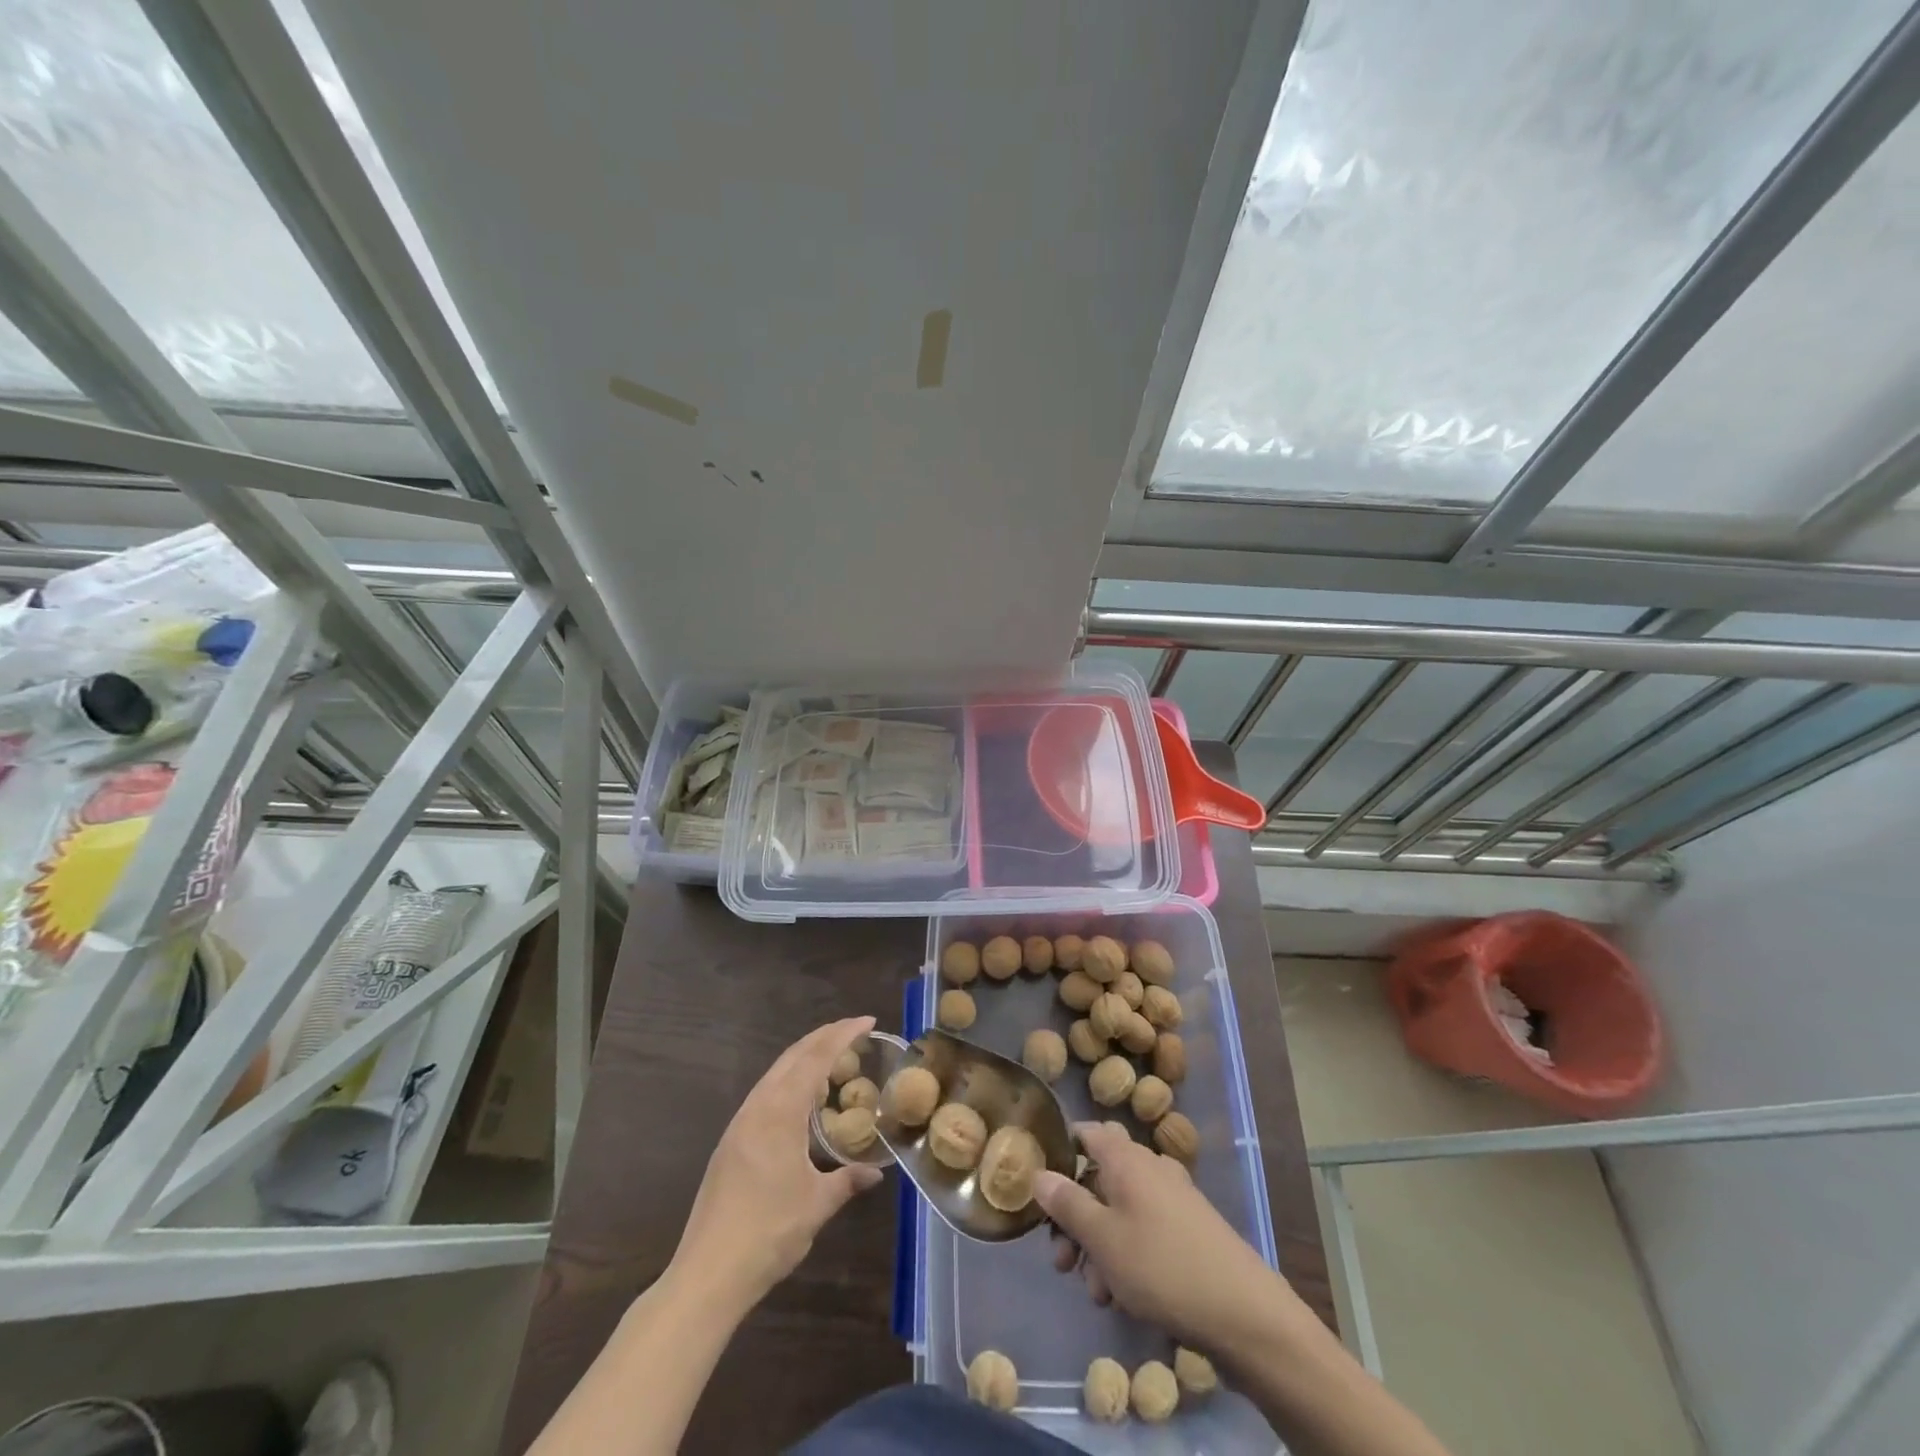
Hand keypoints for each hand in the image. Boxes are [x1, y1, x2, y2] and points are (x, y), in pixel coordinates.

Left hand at [671, 1017, 883, 1311]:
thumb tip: (875, 1173)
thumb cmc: (768, 1233)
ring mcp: (740, 1123)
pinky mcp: (731, 1142)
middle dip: (824, 1037)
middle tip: (855, 1031)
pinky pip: (766, 1093)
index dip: (843, 1035)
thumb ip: (847, 1181)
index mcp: (780, 1112)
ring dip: (805, 1058)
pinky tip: (802, 1100)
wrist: (707, 1273)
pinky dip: (790, 1081)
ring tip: (833, 1059)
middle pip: (793, 1056)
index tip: (867, 1020)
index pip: (816, 1058)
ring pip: (776, 1073)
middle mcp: (757, 1107)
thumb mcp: (817, 1205)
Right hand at [1035, 1120, 1298, 1352]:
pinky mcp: (1188, 1230)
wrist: (1245, 1314)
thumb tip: (1038, 1173)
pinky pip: (1144, 1231)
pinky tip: (1124, 1297)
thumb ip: (1066, 1204)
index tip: (1041, 1192)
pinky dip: (1126, 1256)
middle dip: (1075, 1220)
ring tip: (1097, 1293)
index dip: (1059, 1155)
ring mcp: (1172, 1198)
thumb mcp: (1102, 1239)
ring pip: (1119, 1211)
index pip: (1084, 1133)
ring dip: (1099, 1247)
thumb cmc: (1162, 1266)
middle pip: (1098, 1179)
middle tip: (1063, 1263)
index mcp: (1125, 1157)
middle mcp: (1148, 1167)